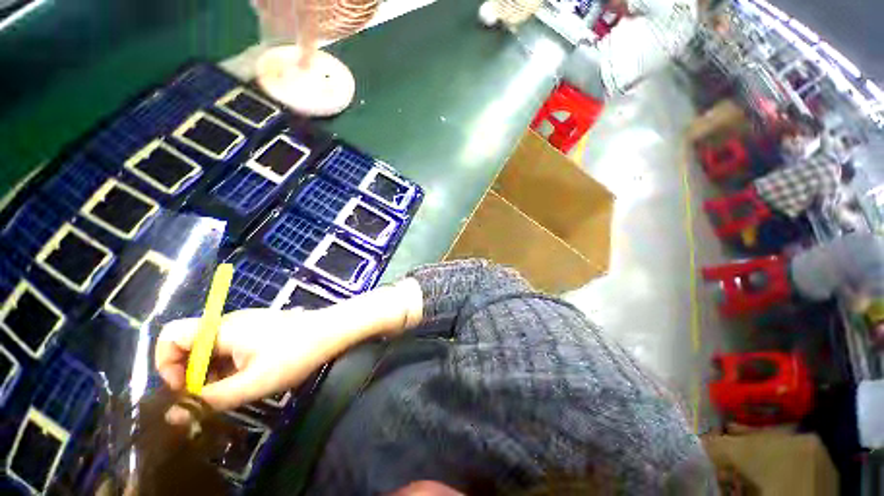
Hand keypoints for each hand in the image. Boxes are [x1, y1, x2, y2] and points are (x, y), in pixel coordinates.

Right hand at [156, 308, 330, 409]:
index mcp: (221, 329)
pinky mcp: (258, 329)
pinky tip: (246, 379)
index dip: (166, 363)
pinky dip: (227, 366)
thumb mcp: (252, 383)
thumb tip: (174, 414)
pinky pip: (229, 347)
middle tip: (209, 396)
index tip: (185, 388)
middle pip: (189, 345)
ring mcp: (245, 324)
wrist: (331, 331)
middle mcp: (228, 322)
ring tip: (232, 390)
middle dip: (191, 374)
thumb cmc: (294, 354)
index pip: (170, 335)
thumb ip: (211, 399)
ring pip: (210, 349)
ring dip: (210, 373)